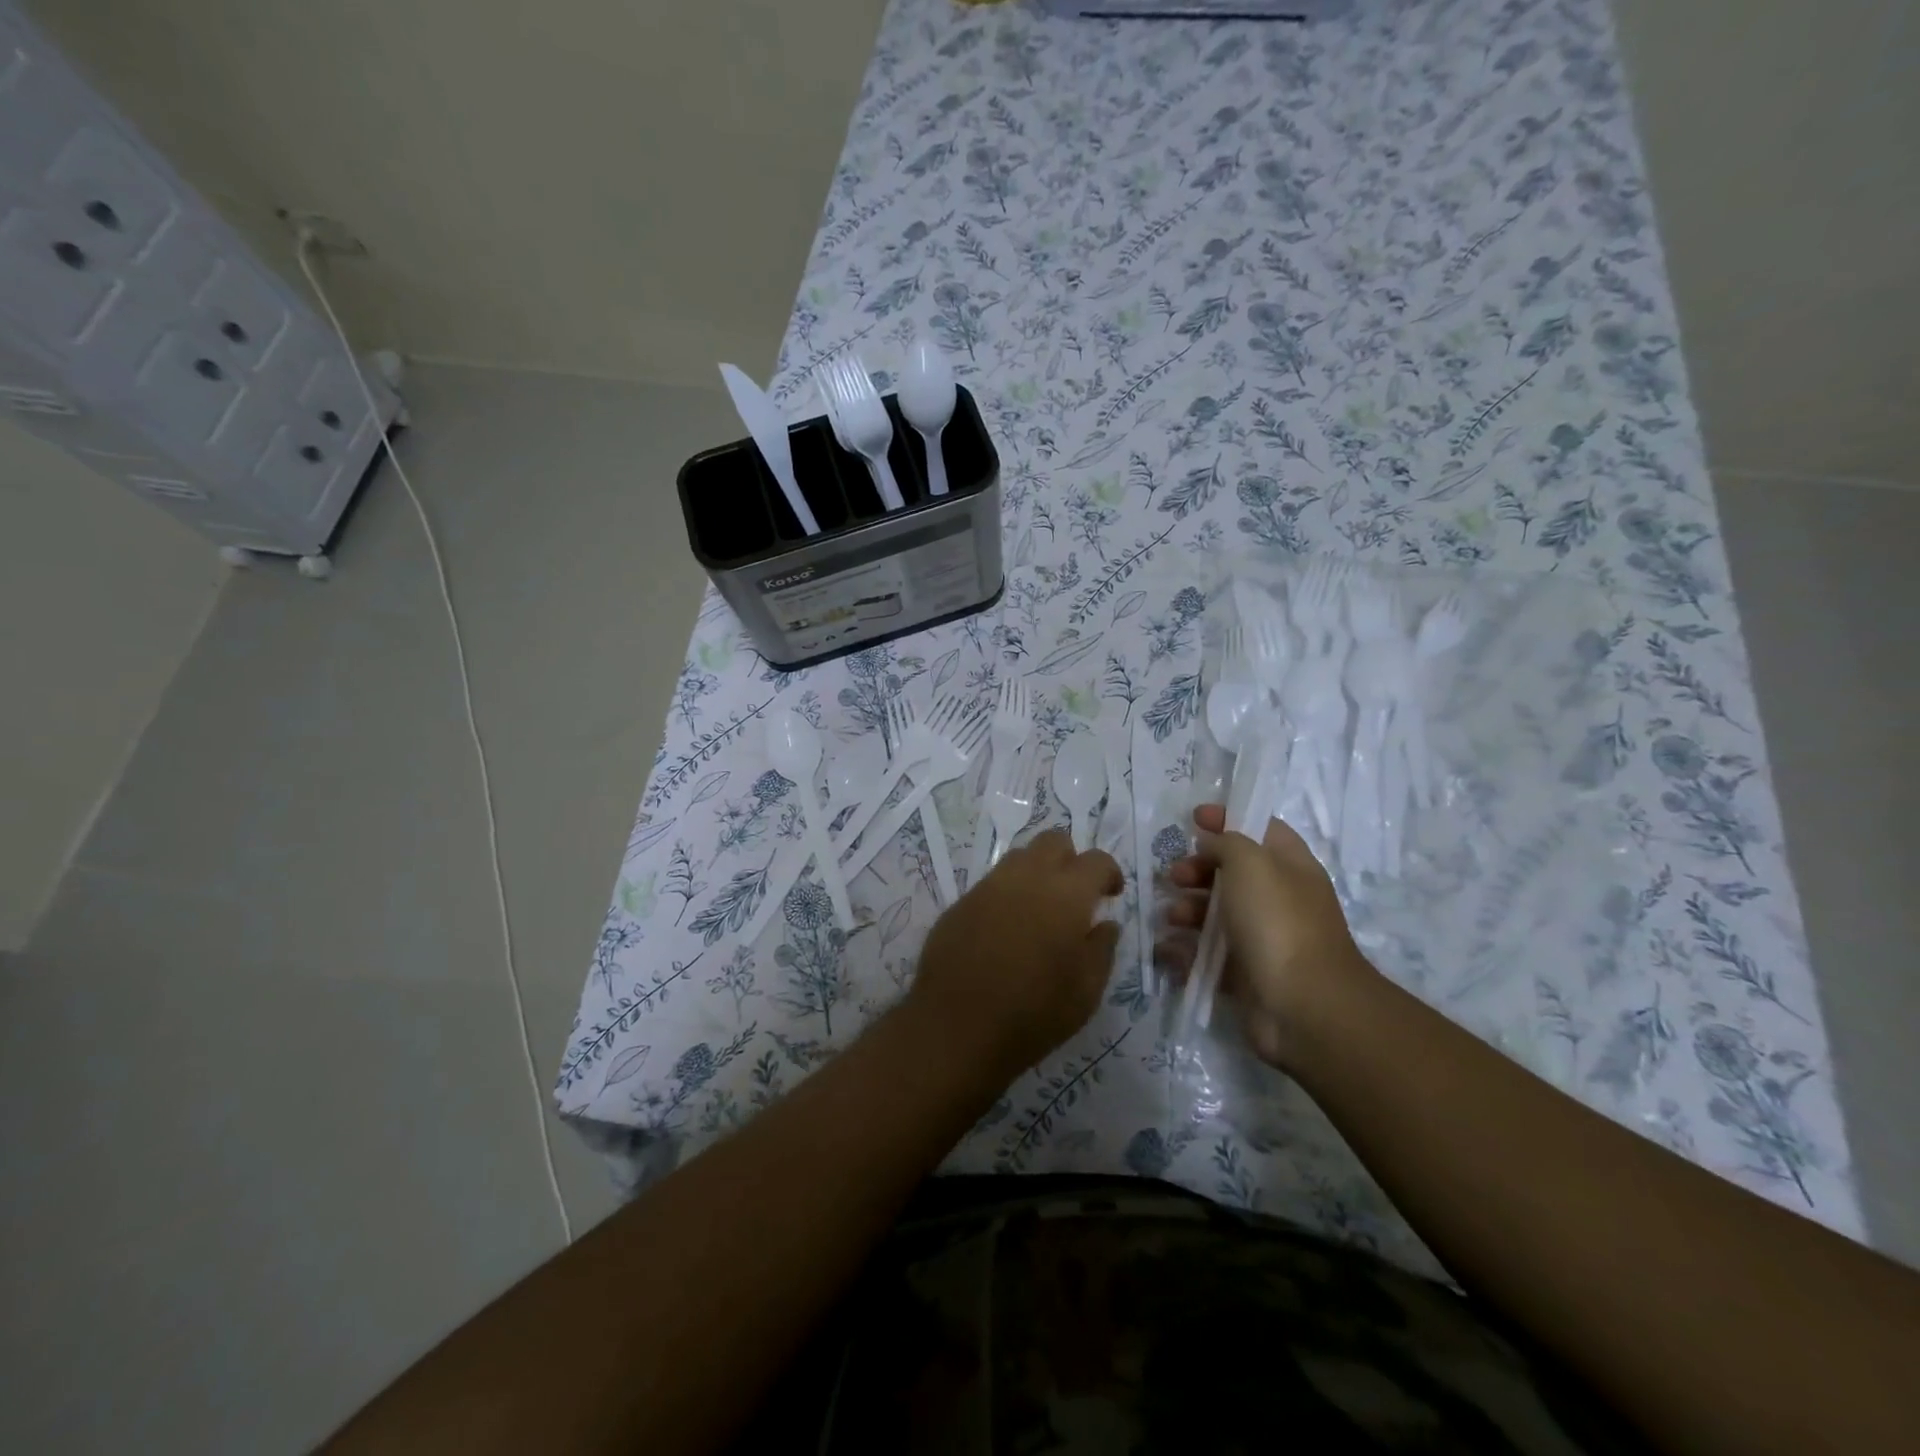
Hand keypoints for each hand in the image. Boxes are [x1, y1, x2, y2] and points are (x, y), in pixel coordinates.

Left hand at [910, 829, 1122, 1080]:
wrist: (957, 1026)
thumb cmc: (1034, 1013)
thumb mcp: (1086, 992)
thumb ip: (1101, 949)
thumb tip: (1105, 924)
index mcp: (1066, 894)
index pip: (1096, 860)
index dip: (1108, 873)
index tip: (1110, 895)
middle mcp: (1027, 878)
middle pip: (1053, 841)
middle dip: (1070, 860)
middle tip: (1075, 896)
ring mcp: (989, 886)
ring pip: (1019, 857)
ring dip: (1037, 872)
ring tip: (1039, 911)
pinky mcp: (961, 902)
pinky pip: (992, 884)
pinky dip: (1007, 894)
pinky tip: (1006, 930)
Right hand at [1165, 804, 1375, 1068]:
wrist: (1303, 1005)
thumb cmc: (1277, 921)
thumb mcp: (1250, 862)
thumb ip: (1227, 842)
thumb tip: (1211, 844)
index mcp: (1289, 866)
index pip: (1259, 829)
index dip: (1227, 819)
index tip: (1192, 818)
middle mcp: (1278, 899)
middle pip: (1231, 873)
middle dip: (1197, 870)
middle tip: (1174, 876)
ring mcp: (1263, 938)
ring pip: (1216, 915)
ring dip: (1187, 910)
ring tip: (1172, 917)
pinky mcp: (1245, 974)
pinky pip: (1207, 955)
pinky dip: (1185, 950)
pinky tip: (1167, 949)